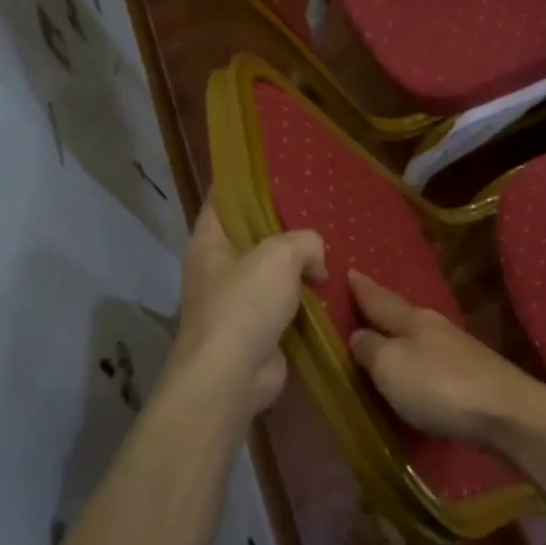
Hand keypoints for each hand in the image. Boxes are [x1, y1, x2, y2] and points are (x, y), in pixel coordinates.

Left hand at [155, 203, 325, 431]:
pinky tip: (334, 286)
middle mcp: (219, 268)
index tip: (281, 168)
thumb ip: (304, 241)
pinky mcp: (259, 329)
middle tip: (322, 208)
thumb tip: (316, 262)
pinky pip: (287, 302)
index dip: (248, 181)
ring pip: (274, 270)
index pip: (225, 199)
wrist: (231, 377)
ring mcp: (238, 301)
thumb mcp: (279, 255)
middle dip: (286, 224)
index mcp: (209, 242)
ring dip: (301, 264)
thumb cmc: (244, 305)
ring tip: (336, 245)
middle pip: (254, 234)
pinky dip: (307, 297)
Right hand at [347, 270, 545, 447]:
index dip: (362, 288)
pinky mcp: (472, 374)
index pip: (379, 299)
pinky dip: (417, 356)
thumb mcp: (391, 366)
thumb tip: (359, 334)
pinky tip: (415, 364)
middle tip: (361, 300)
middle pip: (401, 313)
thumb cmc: (439, 385)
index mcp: (412, 319)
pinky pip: (432, 357)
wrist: (506, 412)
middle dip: (381, 307)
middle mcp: (435, 327)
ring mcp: (458, 350)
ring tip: (383, 333)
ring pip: (419, 333)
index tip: (349, 271)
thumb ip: (371, 349)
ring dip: (399, 332)